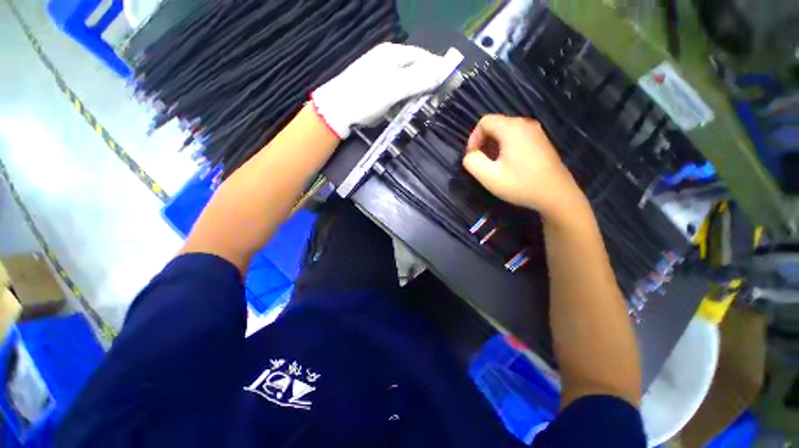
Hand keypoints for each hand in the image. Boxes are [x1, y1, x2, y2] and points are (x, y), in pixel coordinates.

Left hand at [311, 43, 450, 138]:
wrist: (339, 111)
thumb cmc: (365, 96)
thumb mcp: (393, 87)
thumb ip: (418, 80)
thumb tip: (443, 73)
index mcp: (394, 54)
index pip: (424, 58)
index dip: (438, 70)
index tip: (449, 85)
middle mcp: (390, 62)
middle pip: (417, 71)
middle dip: (428, 86)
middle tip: (435, 102)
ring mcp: (385, 78)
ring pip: (409, 85)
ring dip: (417, 96)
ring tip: (424, 109)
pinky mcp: (381, 92)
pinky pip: (400, 95)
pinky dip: (406, 103)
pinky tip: (408, 111)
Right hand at [462, 115, 586, 221]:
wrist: (557, 195)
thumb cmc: (521, 185)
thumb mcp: (489, 177)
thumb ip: (472, 162)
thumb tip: (471, 155)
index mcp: (512, 128)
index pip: (484, 122)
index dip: (473, 138)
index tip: (473, 157)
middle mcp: (525, 124)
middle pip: (495, 125)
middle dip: (483, 142)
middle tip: (482, 163)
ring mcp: (536, 132)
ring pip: (505, 131)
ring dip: (494, 146)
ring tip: (494, 165)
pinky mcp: (541, 141)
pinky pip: (516, 137)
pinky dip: (506, 147)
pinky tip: (508, 165)